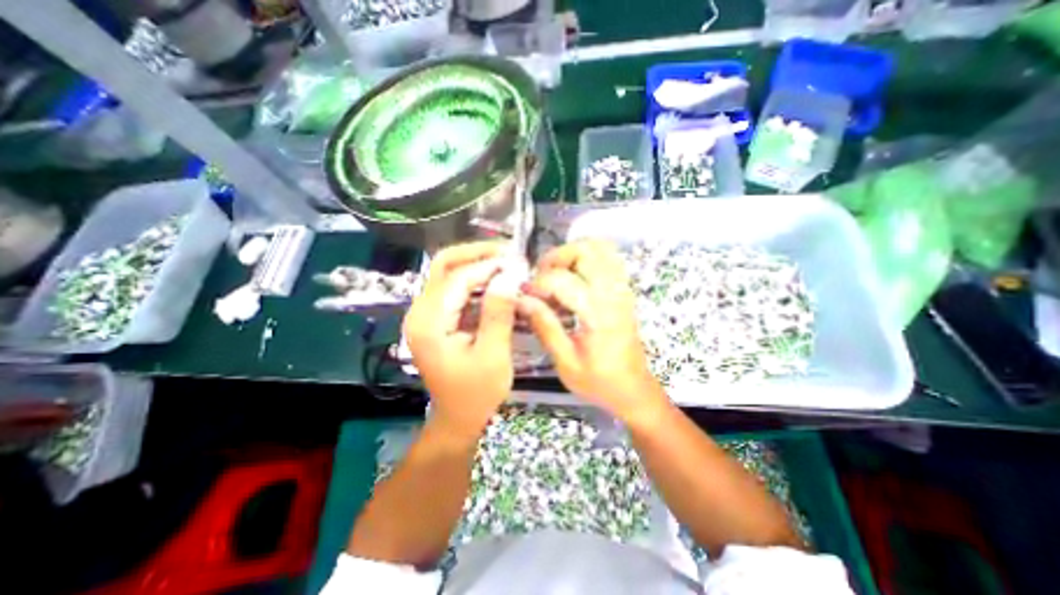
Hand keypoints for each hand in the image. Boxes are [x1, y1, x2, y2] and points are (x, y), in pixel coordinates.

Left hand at [405, 241, 521, 441]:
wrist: (458, 416)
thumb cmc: (477, 393)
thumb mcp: (493, 355)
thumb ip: (498, 313)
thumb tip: (509, 275)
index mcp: (429, 323)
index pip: (458, 279)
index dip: (489, 266)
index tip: (519, 262)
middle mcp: (420, 311)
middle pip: (445, 265)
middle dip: (478, 253)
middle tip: (510, 252)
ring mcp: (426, 312)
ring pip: (449, 272)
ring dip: (478, 262)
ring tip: (507, 262)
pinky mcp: (436, 316)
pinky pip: (455, 286)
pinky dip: (476, 278)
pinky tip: (496, 279)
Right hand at [521, 237, 664, 421]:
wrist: (633, 389)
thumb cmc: (599, 381)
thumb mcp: (565, 361)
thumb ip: (544, 326)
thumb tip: (521, 300)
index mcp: (598, 313)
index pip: (562, 280)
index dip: (537, 283)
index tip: (524, 295)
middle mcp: (613, 293)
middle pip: (585, 249)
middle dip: (556, 257)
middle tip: (540, 277)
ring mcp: (622, 288)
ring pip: (600, 247)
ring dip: (572, 253)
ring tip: (556, 274)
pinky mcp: (624, 289)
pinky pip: (608, 257)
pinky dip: (587, 257)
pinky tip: (574, 275)